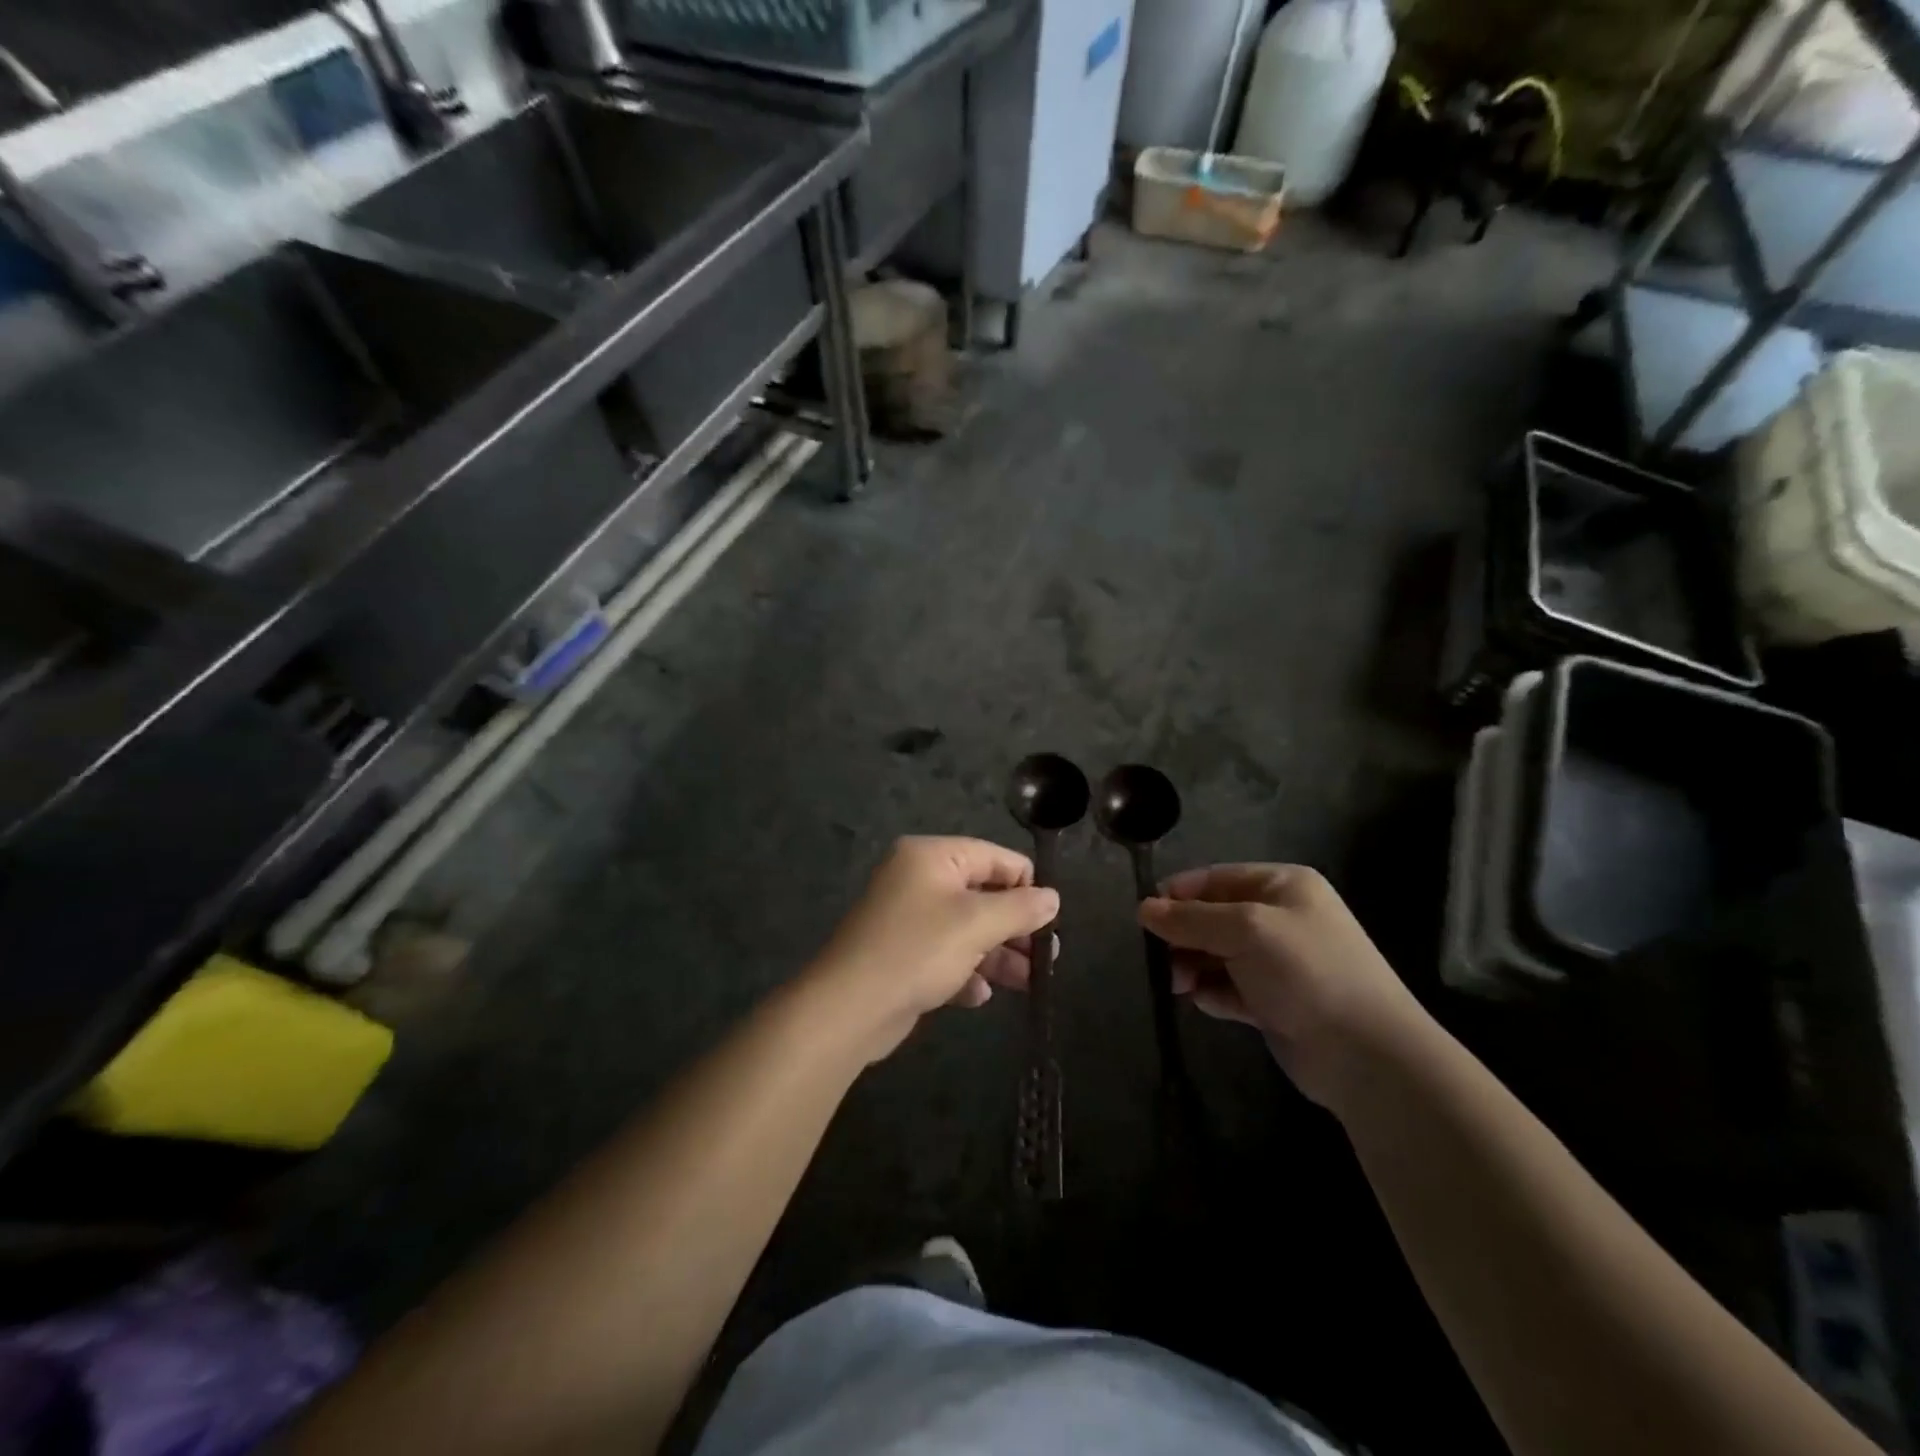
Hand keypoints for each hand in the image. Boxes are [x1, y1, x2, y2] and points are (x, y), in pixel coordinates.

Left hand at [808, 837, 1059, 1062]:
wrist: (848, 1008)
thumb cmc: (917, 951)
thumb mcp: (977, 925)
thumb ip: (1020, 908)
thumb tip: (1053, 897)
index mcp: (931, 856)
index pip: (994, 857)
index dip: (1026, 885)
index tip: (1050, 920)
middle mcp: (918, 879)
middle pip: (981, 894)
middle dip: (1014, 926)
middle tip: (1046, 957)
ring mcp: (907, 918)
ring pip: (966, 929)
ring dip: (997, 954)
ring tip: (1028, 983)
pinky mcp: (901, 954)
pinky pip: (944, 955)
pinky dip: (964, 971)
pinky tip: (978, 995)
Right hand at [1140, 864, 1429, 1108]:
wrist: (1366, 1054)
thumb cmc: (1306, 972)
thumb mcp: (1244, 930)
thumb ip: (1190, 918)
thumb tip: (1143, 908)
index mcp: (1281, 886)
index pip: (1215, 878)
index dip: (1178, 895)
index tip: (1145, 918)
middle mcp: (1280, 918)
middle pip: (1212, 917)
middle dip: (1184, 936)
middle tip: (1163, 961)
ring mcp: (1278, 962)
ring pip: (1216, 954)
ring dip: (1193, 967)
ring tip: (1180, 986)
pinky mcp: (1274, 1001)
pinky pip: (1229, 987)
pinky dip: (1212, 993)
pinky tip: (1206, 1003)